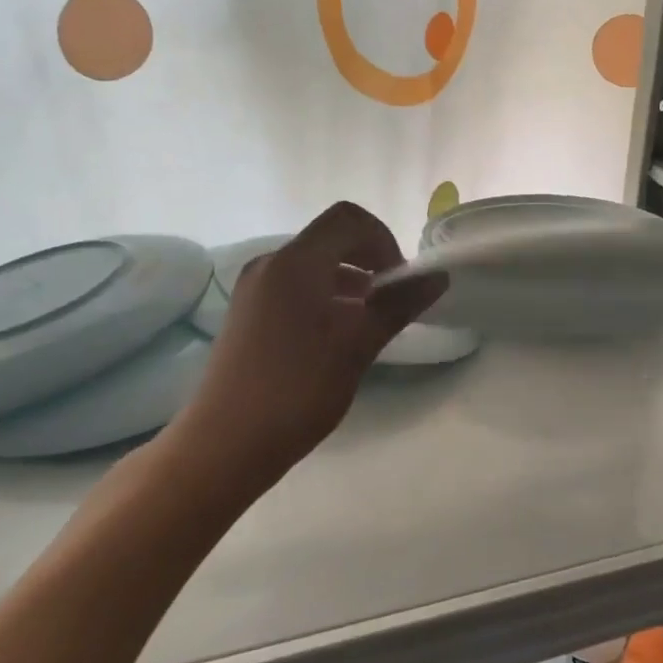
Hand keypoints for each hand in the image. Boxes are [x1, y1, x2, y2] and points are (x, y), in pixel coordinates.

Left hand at [156, 202, 444, 500]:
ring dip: (350, 279)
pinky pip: (295, 284)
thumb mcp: (357, 345)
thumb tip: (438, 277)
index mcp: (296, 262)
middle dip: (370, 259)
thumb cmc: (298, 389)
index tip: (399, 281)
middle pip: (331, 237)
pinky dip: (326, 295)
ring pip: (314, 263)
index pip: (349, 219)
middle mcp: (271, 263)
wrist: (225, 444)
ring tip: (369, 321)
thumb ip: (398, 305)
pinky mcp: (249, 311)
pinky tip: (338, 334)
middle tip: (392, 300)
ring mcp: (255, 287)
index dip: (384, 240)